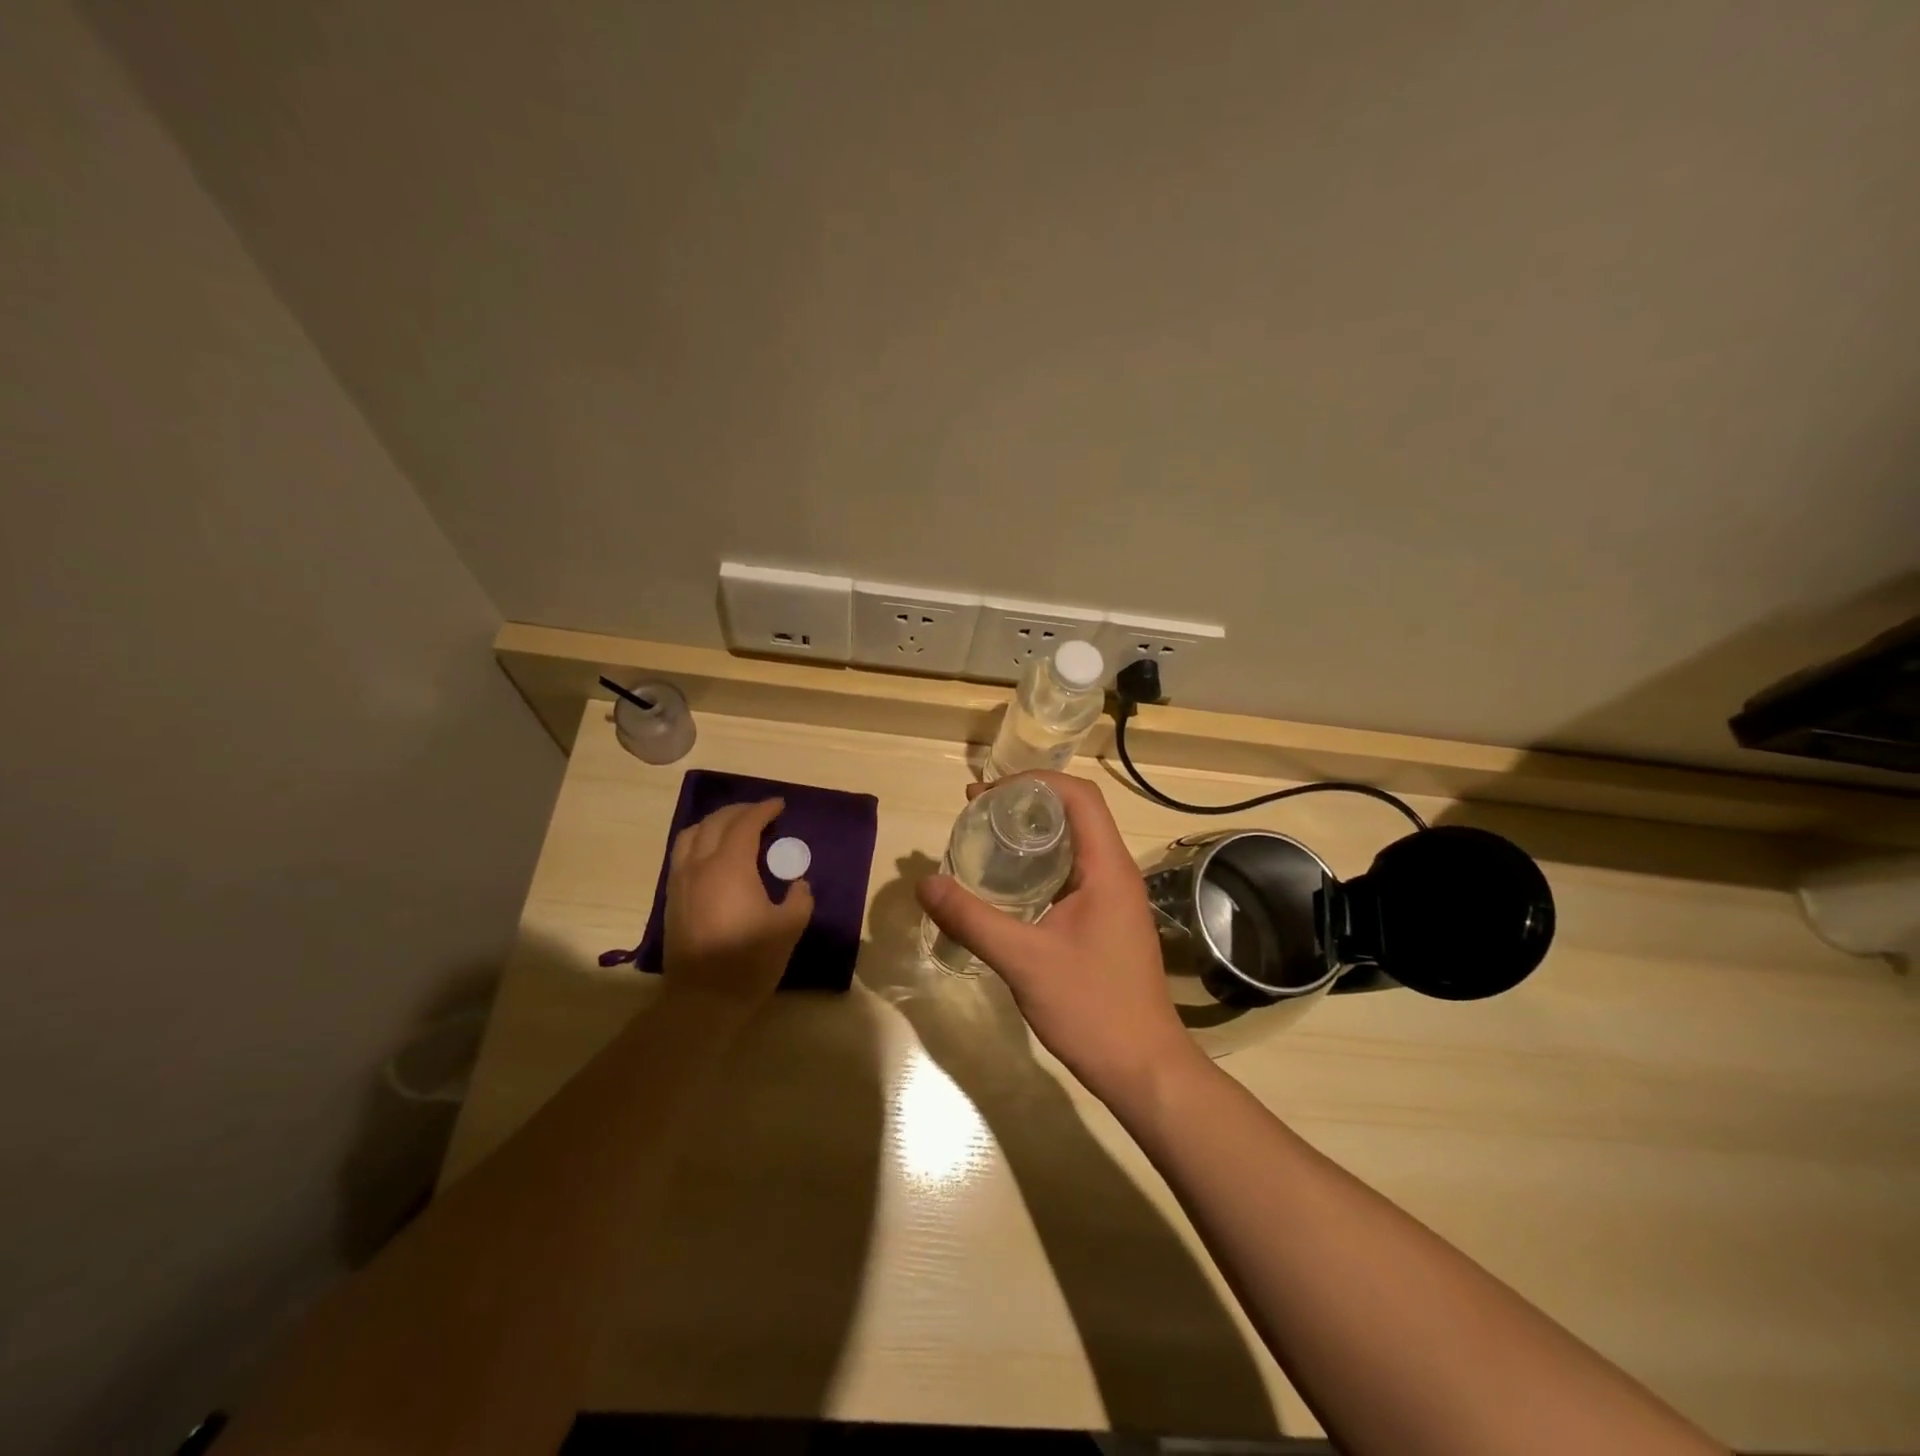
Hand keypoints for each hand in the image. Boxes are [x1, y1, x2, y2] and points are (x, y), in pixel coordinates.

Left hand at [663, 798, 812, 1016]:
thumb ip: (799, 898)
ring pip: (691, 834)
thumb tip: (798, 883)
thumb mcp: (789, 928)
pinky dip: (699, 841)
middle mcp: (700, 865)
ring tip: (733, 827)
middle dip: (740, 811)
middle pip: (716, 823)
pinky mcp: (673, 898)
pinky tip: (712, 854)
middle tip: (760, 812)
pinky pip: (682, 854)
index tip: (779, 805)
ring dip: (714, 823)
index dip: (763, 810)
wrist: (703, 999)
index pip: (746, 824)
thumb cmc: (750, 961)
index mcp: (730, 866)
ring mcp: (681, 881)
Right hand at [915, 772, 1199, 1106]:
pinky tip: (1007, 885)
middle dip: (1024, 803)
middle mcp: (1115, 872)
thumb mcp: (1024, 961)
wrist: (1144, 1068)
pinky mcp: (1106, 920)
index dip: (1033, 782)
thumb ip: (972, 919)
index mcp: (1107, 867)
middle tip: (975, 812)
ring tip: (985, 839)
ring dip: (1032, 834)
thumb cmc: (1091, 1008)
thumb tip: (925, 884)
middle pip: (1074, 814)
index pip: (1079, 796)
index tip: (987, 793)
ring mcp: (1114, 898)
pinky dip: (1039, 865)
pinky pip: (1072, 873)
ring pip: (1073, 844)